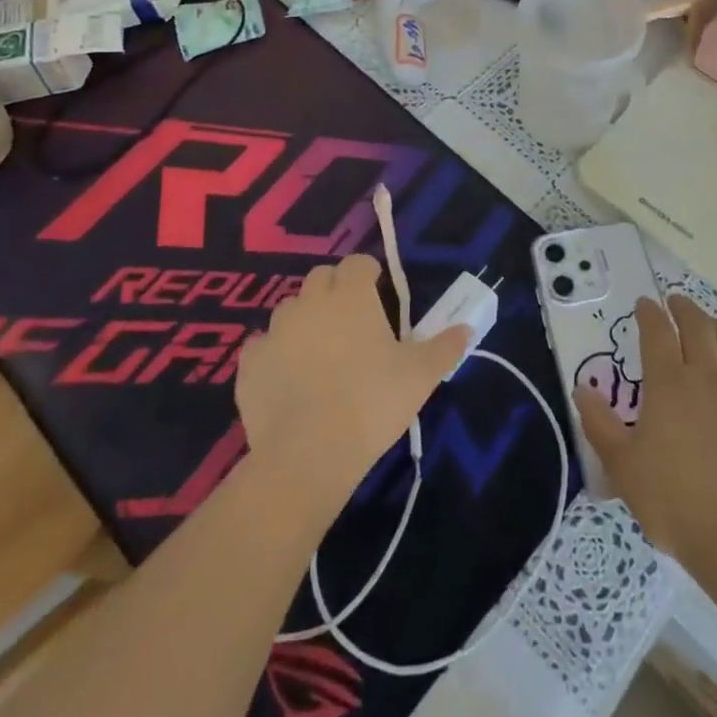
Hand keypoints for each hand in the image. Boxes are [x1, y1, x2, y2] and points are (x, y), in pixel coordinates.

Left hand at [235, 254, 468, 519]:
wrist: (309, 454)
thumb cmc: (372, 402)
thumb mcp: (421, 375)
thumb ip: (445, 347)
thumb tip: (467, 328)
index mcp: (350, 296)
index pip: (356, 263)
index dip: (368, 273)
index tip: (379, 292)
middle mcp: (310, 302)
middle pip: (321, 278)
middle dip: (335, 290)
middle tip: (353, 321)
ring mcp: (274, 332)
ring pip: (289, 309)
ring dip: (305, 319)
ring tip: (320, 351)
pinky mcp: (249, 365)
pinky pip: (261, 346)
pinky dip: (274, 353)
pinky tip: (287, 376)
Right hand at [575, 295, 716, 570]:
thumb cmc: (673, 500)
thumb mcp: (622, 466)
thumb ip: (599, 424)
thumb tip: (582, 390)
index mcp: (668, 383)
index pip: (657, 332)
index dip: (649, 313)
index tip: (644, 303)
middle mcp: (706, 376)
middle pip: (697, 327)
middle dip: (684, 309)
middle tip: (675, 302)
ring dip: (716, 327)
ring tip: (709, 324)